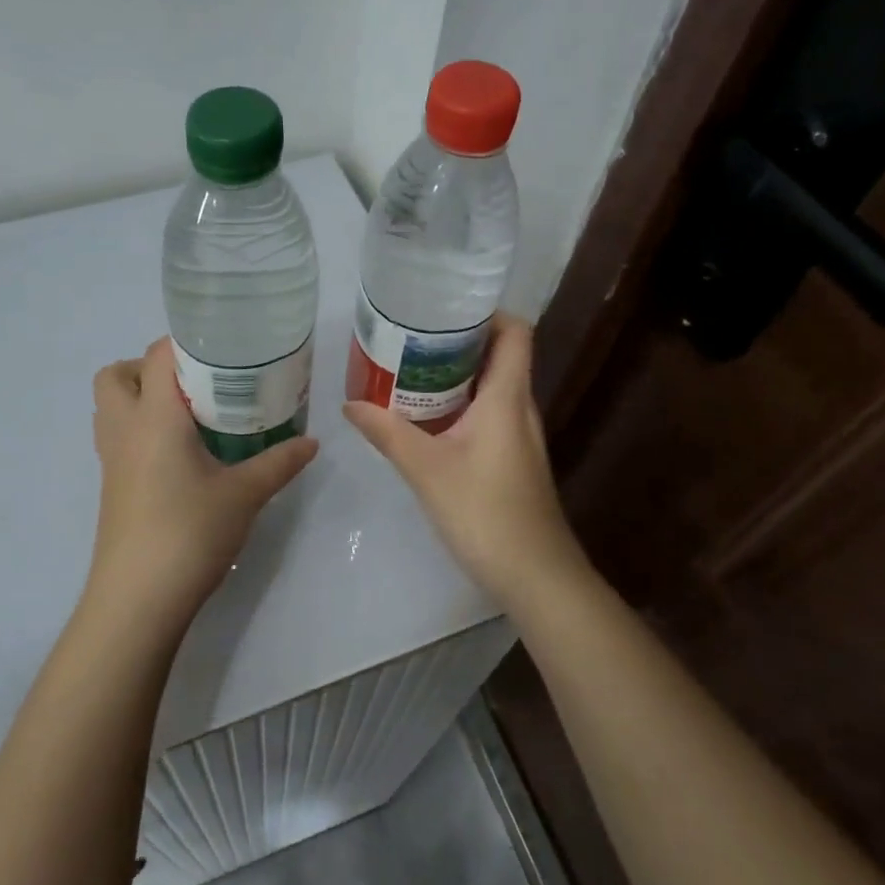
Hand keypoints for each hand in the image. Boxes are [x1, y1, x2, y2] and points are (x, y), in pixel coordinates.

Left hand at [89, 337, 317, 633]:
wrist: (138, 600)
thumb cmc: (189, 532)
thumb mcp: (245, 494)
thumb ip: (279, 461)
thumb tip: (312, 442)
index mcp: (154, 416)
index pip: (156, 355)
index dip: (185, 343)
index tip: (222, 350)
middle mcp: (124, 428)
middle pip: (117, 374)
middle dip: (149, 367)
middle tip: (195, 383)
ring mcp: (111, 459)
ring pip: (110, 406)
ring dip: (140, 397)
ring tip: (188, 414)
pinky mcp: (111, 485)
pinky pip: (117, 437)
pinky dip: (140, 429)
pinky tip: (179, 454)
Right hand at [343, 315, 586, 607]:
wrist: (535, 576)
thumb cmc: (485, 513)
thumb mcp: (427, 470)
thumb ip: (387, 433)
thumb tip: (349, 404)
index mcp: (507, 398)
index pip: (515, 333)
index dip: (487, 312)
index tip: (444, 307)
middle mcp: (520, 408)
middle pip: (499, 356)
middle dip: (458, 341)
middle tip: (411, 336)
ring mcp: (520, 436)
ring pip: (492, 387)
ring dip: (457, 375)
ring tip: (410, 369)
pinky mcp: (513, 459)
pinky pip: (489, 414)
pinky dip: (460, 405)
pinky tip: (427, 419)